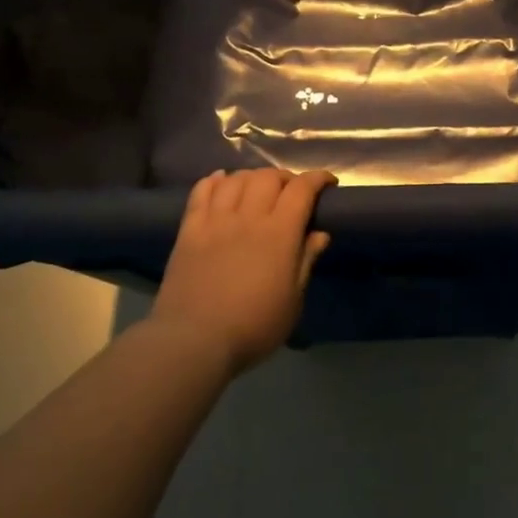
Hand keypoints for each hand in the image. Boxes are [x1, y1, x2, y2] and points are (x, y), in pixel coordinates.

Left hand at [150, 168, 334, 375]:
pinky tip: (221, 182)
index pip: (301, 189)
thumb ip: (306, 261)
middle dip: (285, 178)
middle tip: (292, 192)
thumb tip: (319, 233)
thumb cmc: (254, 326)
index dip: (317, 179)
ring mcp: (215, 222)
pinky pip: (200, 193)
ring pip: (235, 179)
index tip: (328, 184)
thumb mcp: (293, 300)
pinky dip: (214, 181)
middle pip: (267, 177)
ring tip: (258, 189)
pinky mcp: (189, 231)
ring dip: (252, 177)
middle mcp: (248, 217)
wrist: (194, 340)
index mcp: (279, 233)